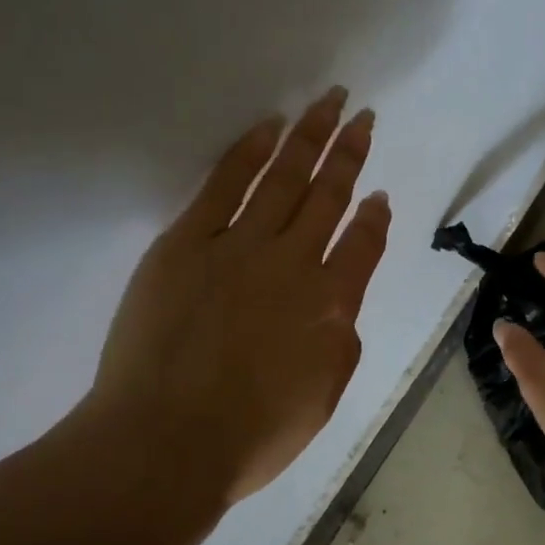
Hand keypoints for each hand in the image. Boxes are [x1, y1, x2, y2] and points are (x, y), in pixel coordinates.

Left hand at [84, 88, 390, 505]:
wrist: (165, 442)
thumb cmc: (250, 436)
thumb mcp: (321, 400)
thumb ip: (339, 345)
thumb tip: (338, 309)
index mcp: (330, 306)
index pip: (363, 246)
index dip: (375, 217)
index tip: (379, 196)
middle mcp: (293, 264)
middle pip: (329, 196)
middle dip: (350, 154)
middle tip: (364, 117)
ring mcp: (239, 246)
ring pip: (285, 178)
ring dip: (310, 136)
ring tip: (330, 102)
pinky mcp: (186, 242)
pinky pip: (225, 185)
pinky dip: (250, 152)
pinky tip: (271, 126)